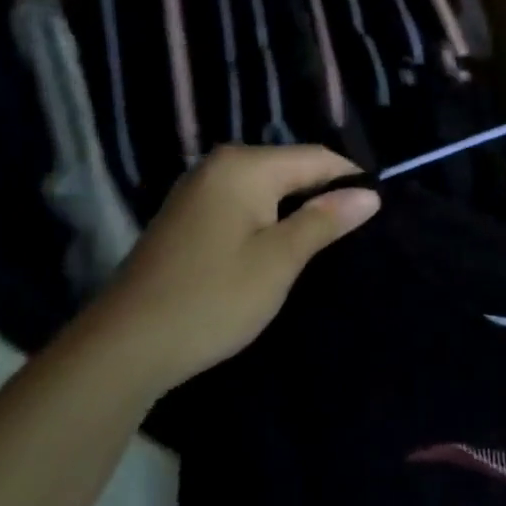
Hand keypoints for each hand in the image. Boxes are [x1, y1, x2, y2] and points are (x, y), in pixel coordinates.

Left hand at [71, 146, 378, 398]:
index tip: (380, 211)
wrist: (124, 347)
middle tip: (358, 232)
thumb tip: (369, 194)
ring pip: (269, 188)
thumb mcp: (279, 260)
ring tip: (329, 242)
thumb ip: (325, 220)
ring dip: (298, 210)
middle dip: (325, 196)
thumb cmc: (212, 298)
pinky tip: (283, 248)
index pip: (317, 158)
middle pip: (292, 168)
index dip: (352, 181)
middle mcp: (220, 166)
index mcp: (244, 166)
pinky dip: (270, 220)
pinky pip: (246, 204)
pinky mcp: (189, 216)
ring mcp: (200, 190)